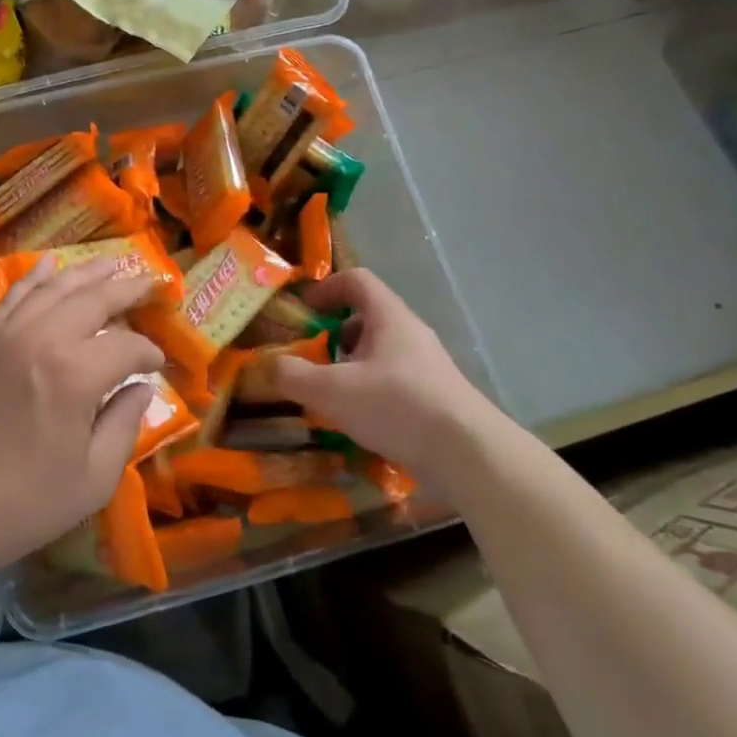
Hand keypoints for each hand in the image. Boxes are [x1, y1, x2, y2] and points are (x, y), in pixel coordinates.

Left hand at [0, 257, 163, 579]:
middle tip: (150, 281)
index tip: (157, 365)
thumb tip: (142, 389)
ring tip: (110, 263)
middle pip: (92, 299)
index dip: (148, 353)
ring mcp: (6, 334)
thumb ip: (124, 426)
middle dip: (126, 289)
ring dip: (85, 273)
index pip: (126, 347)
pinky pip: (13, 296)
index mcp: (75, 374)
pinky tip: (49, 263)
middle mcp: (42, 339)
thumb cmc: (22, 503)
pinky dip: (34, 277)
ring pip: (52, 288)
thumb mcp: (92, 479)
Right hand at [270, 268, 501, 502]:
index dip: (327, 288)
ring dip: (351, 365)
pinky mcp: (437, 397)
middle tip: (312, 357)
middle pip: (367, 317)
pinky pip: (395, 380)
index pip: (357, 280)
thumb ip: (293, 375)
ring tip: (331, 394)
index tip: (305, 311)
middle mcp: (411, 334)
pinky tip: (360, 421)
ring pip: (381, 352)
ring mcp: (427, 366)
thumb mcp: (332, 391)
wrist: (471, 456)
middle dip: (334, 333)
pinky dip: (371, 390)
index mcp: (389, 317)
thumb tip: (265, 365)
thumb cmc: (398, 406)